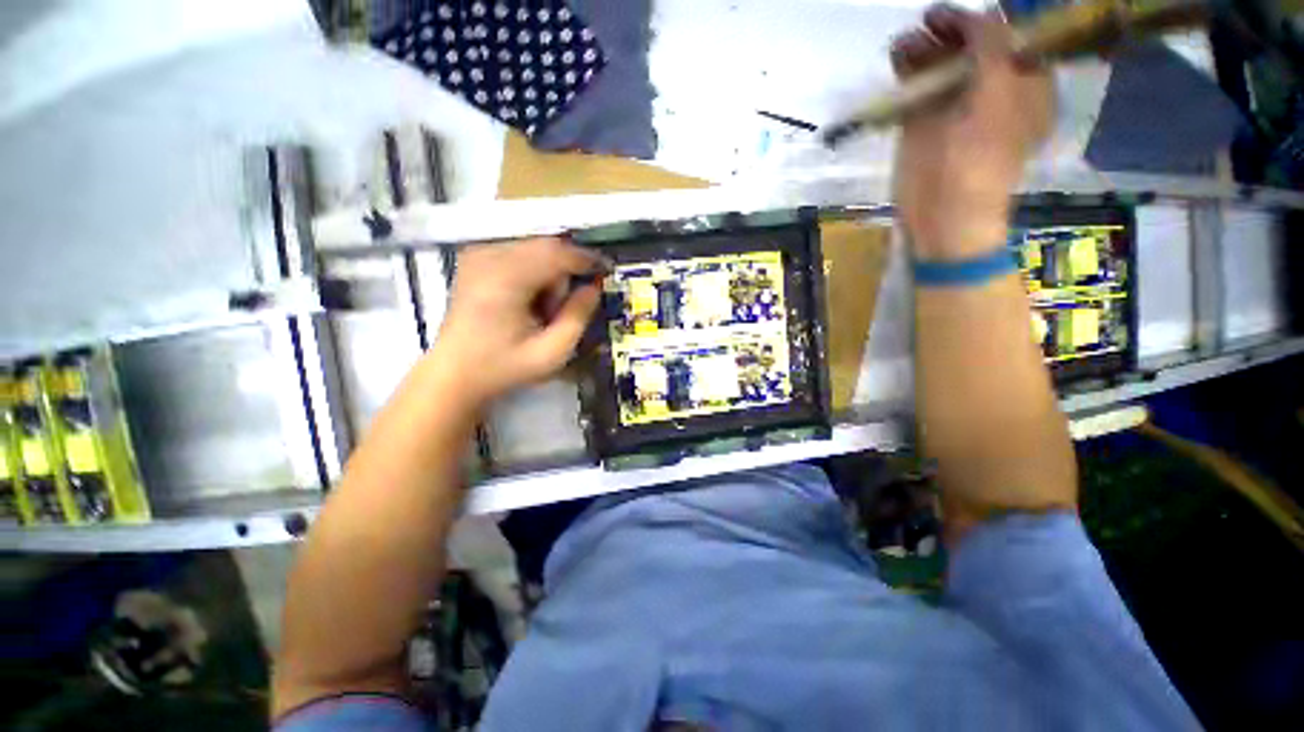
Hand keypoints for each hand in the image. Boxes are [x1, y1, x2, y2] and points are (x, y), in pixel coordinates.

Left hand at [430, 237, 602, 407]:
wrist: (455, 373)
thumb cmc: (504, 367)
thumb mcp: (552, 352)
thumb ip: (578, 316)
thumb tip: (595, 286)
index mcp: (505, 280)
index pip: (555, 253)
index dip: (586, 258)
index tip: (607, 270)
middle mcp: (487, 257)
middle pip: (545, 246)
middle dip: (565, 270)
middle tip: (564, 306)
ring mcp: (478, 254)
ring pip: (533, 247)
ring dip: (549, 272)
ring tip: (542, 308)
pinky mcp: (475, 258)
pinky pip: (519, 251)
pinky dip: (534, 269)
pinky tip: (528, 297)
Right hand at [892, 5, 1052, 258]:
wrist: (940, 214)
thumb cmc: (978, 163)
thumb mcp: (997, 101)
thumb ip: (994, 52)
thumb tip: (981, 15)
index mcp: (1023, 86)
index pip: (1008, 38)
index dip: (984, 23)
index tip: (957, 15)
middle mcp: (991, 90)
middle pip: (972, 47)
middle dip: (951, 32)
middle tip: (928, 22)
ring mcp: (954, 106)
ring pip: (941, 64)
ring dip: (925, 47)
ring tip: (905, 41)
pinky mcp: (923, 122)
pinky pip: (918, 86)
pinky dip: (908, 70)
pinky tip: (898, 55)